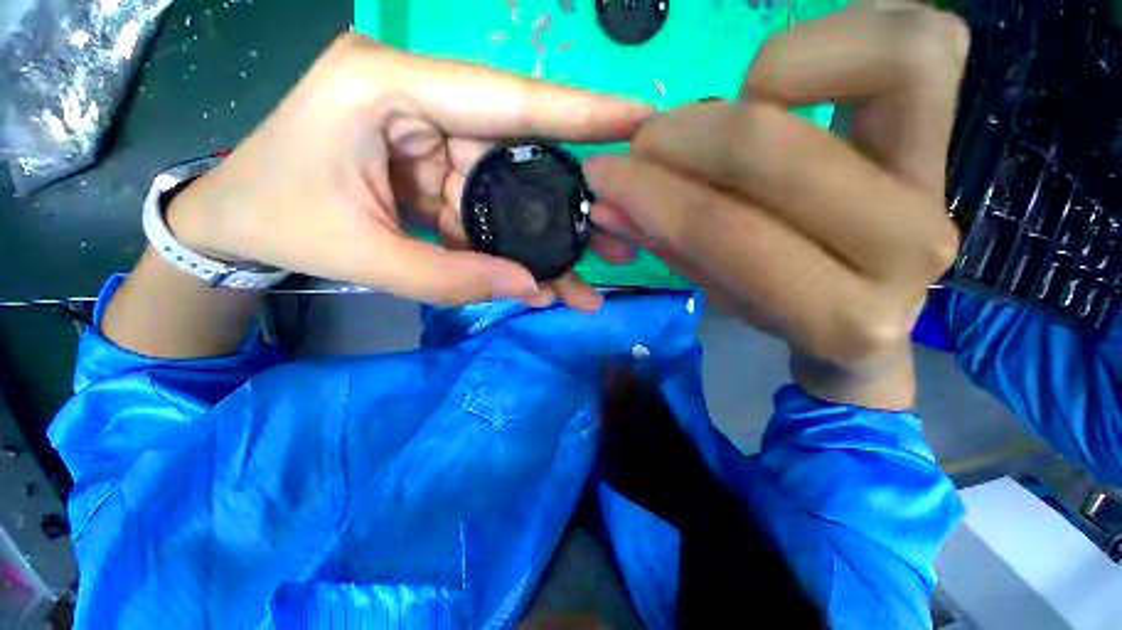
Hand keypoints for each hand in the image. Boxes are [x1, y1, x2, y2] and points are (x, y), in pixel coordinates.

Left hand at [169, 34, 652, 309]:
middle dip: (568, 205)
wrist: (237, 223)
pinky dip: (509, 246)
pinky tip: (534, 278)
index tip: (639, 120)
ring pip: (507, 192)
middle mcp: (420, 100)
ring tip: (583, 277)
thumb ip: (449, 277)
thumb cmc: (278, 221)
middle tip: (617, 237)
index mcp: (387, 88)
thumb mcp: (360, 255)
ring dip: (542, 240)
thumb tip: (530, 287)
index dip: (580, 113)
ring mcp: (429, 135)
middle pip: (518, 156)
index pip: (507, 99)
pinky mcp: (433, 167)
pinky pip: (484, 208)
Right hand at [586, 4, 968, 408]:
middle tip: (643, 143)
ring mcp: (942, 181)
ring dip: (768, 78)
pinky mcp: (950, 129)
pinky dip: (840, 36)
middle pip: (778, 154)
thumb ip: (668, 244)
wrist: (865, 309)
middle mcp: (907, 249)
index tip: (607, 178)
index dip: (653, 196)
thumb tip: (607, 202)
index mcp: (838, 317)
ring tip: (722, 112)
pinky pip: (920, 42)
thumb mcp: (719, 294)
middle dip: (685, 140)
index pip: (728, 234)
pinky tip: (782, 80)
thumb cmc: (783, 309)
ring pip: (888, 65)